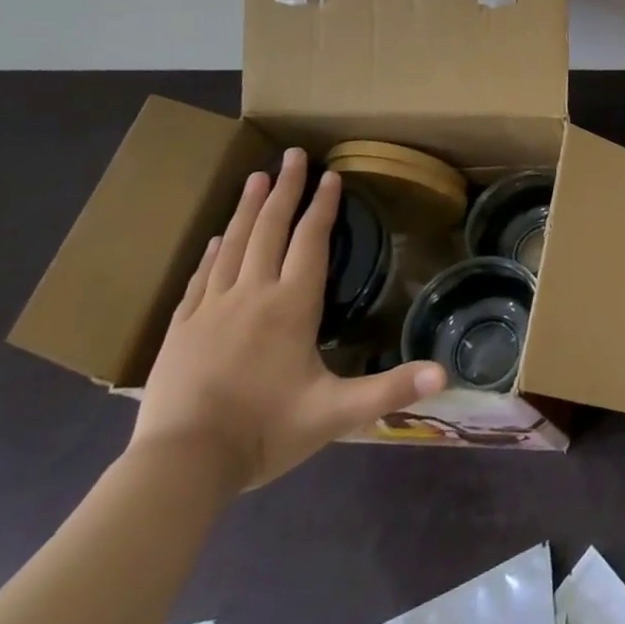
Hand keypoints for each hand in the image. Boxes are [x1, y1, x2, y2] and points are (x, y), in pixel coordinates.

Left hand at [130, 148, 445, 489]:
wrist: (179, 468)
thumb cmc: (264, 432)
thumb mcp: (335, 412)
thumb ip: (390, 388)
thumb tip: (445, 376)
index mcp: (292, 305)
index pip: (311, 241)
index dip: (323, 206)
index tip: (331, 175)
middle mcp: (252, 295)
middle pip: (269, 229)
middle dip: (284, 189)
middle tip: (291, 154)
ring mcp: (211, 310)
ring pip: (232, 245)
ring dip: (247, 209)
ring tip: (254, 177)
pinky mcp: (179, 331)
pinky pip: (199, 279)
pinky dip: (212, 252)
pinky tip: (216, 238)